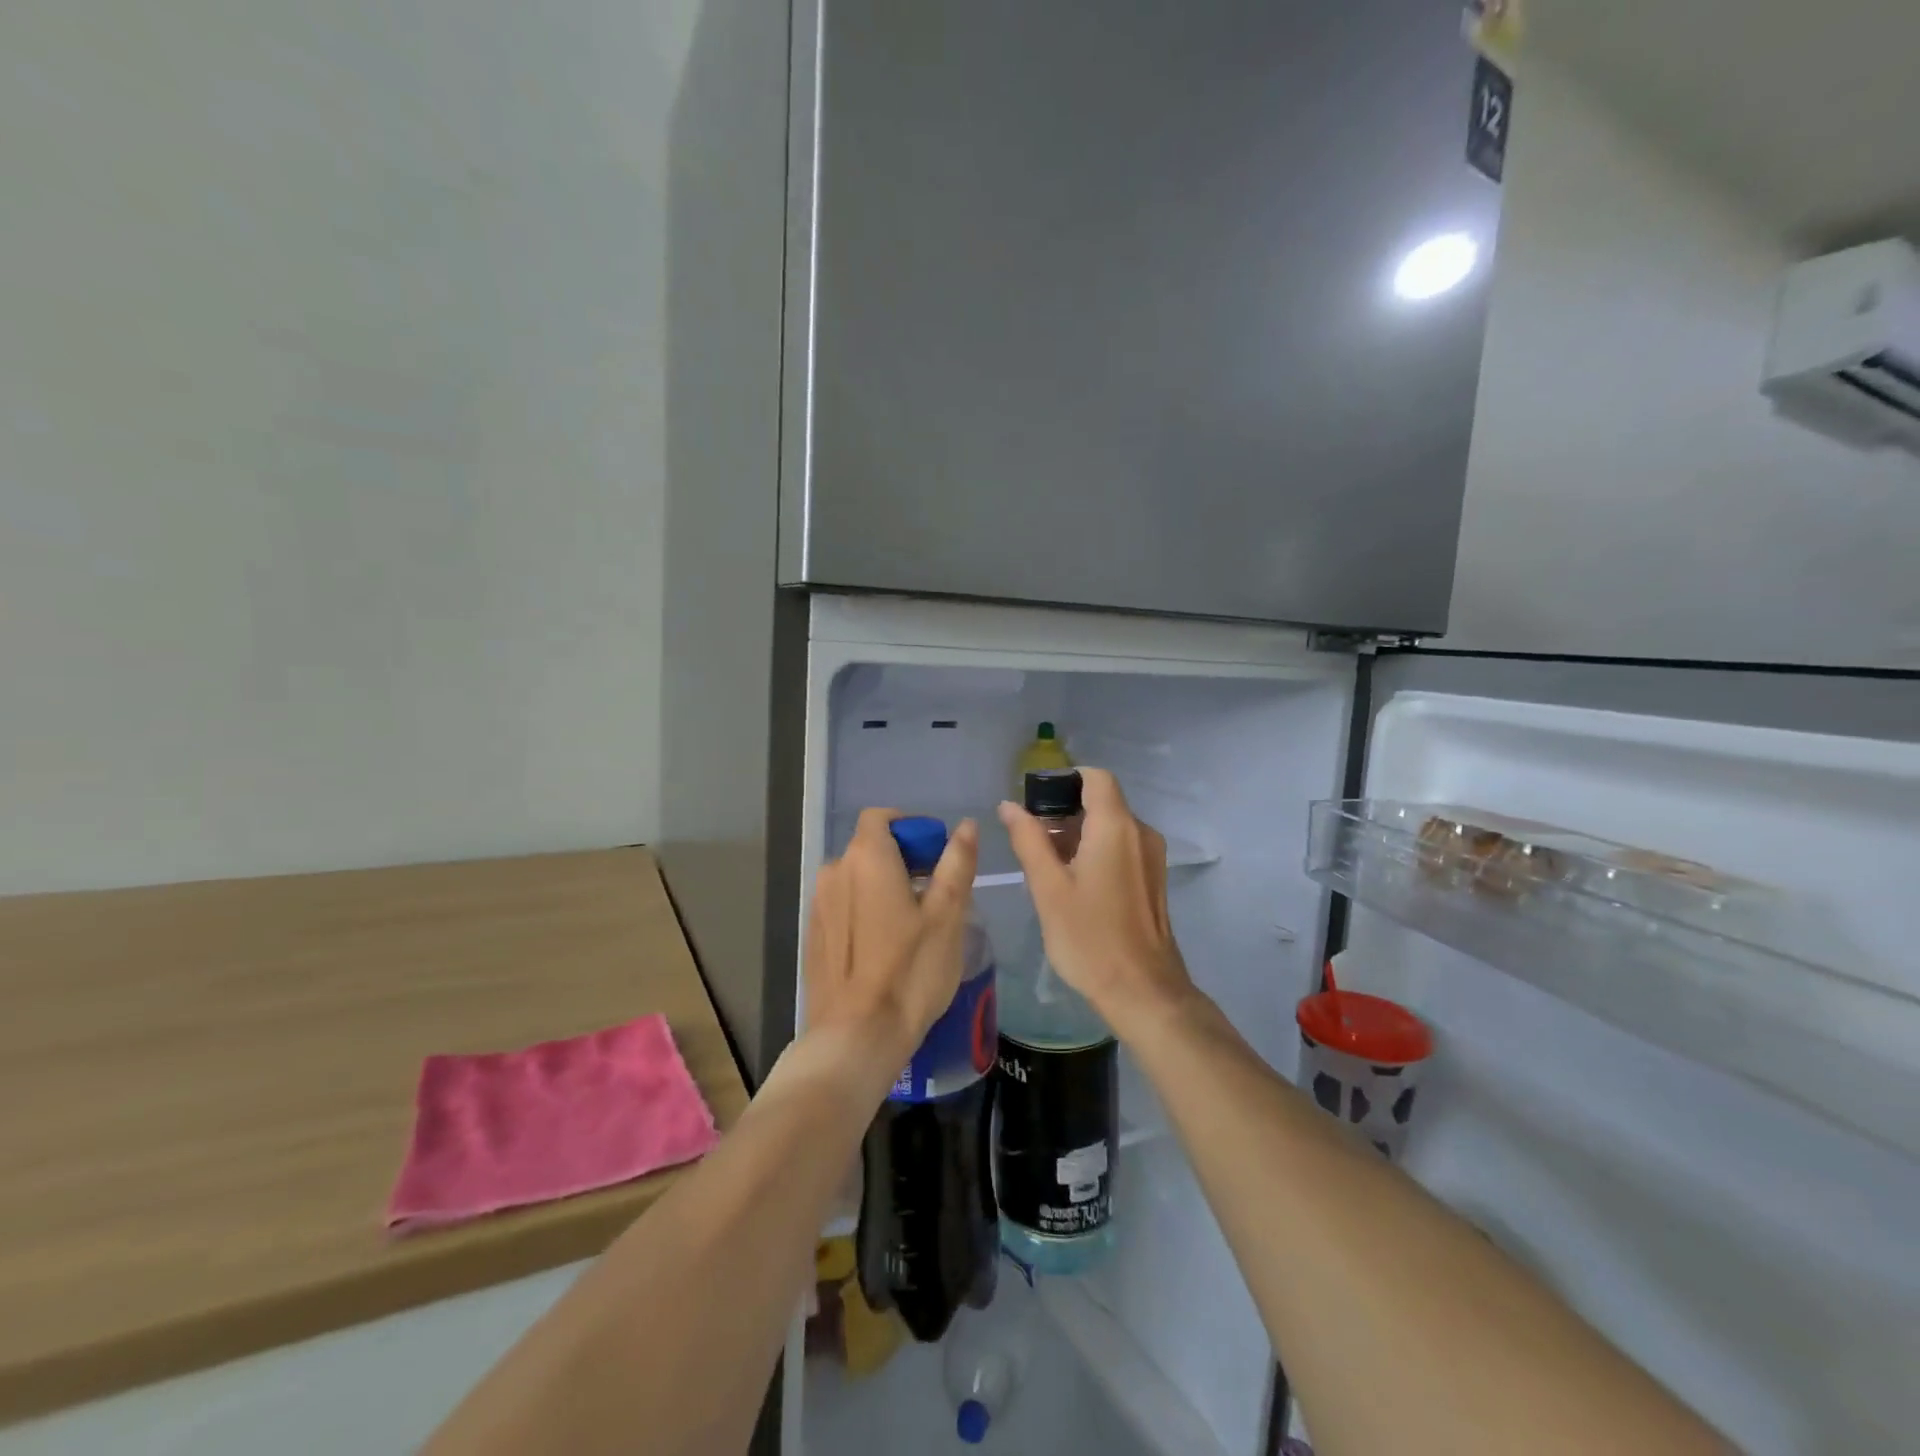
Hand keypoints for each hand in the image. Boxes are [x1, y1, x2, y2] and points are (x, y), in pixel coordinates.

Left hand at [805, 810, 980, 1066]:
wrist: (856, 1037)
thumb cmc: (910, 971)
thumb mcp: (947, 915)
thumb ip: (956, 863)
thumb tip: (965, 826)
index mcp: (866, 857)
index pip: (882, 817)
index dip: (911, 827)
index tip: (936, 855)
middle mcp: (834, 871)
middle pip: (870, 847)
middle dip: (904, 859)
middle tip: (935, 894)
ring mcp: (818, 904)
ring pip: (857, 878)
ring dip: (884, 886)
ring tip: (914, 924)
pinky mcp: (813, 935)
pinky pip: (844, 905)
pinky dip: (866, 910)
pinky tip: (886, 947)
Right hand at [998, 769, 1195, 1039]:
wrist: (1144, 992)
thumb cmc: (1089, 939)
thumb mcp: (1048, 888)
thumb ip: (1028, 840)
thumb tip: (1009, 805)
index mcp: (1116, 827)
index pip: (1095, 778)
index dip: (1064, 780)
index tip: (1034, 800)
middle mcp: (1140, 833)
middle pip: (1102, 801)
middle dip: (1064, 811)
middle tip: (1031, 838)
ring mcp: (1151, 857)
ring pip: (1111, 825)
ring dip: (1078, 833)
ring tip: (1045, 864)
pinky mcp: (1153, 879)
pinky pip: (1122, 847)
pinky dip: (1095, 850)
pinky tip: (1072, 882)